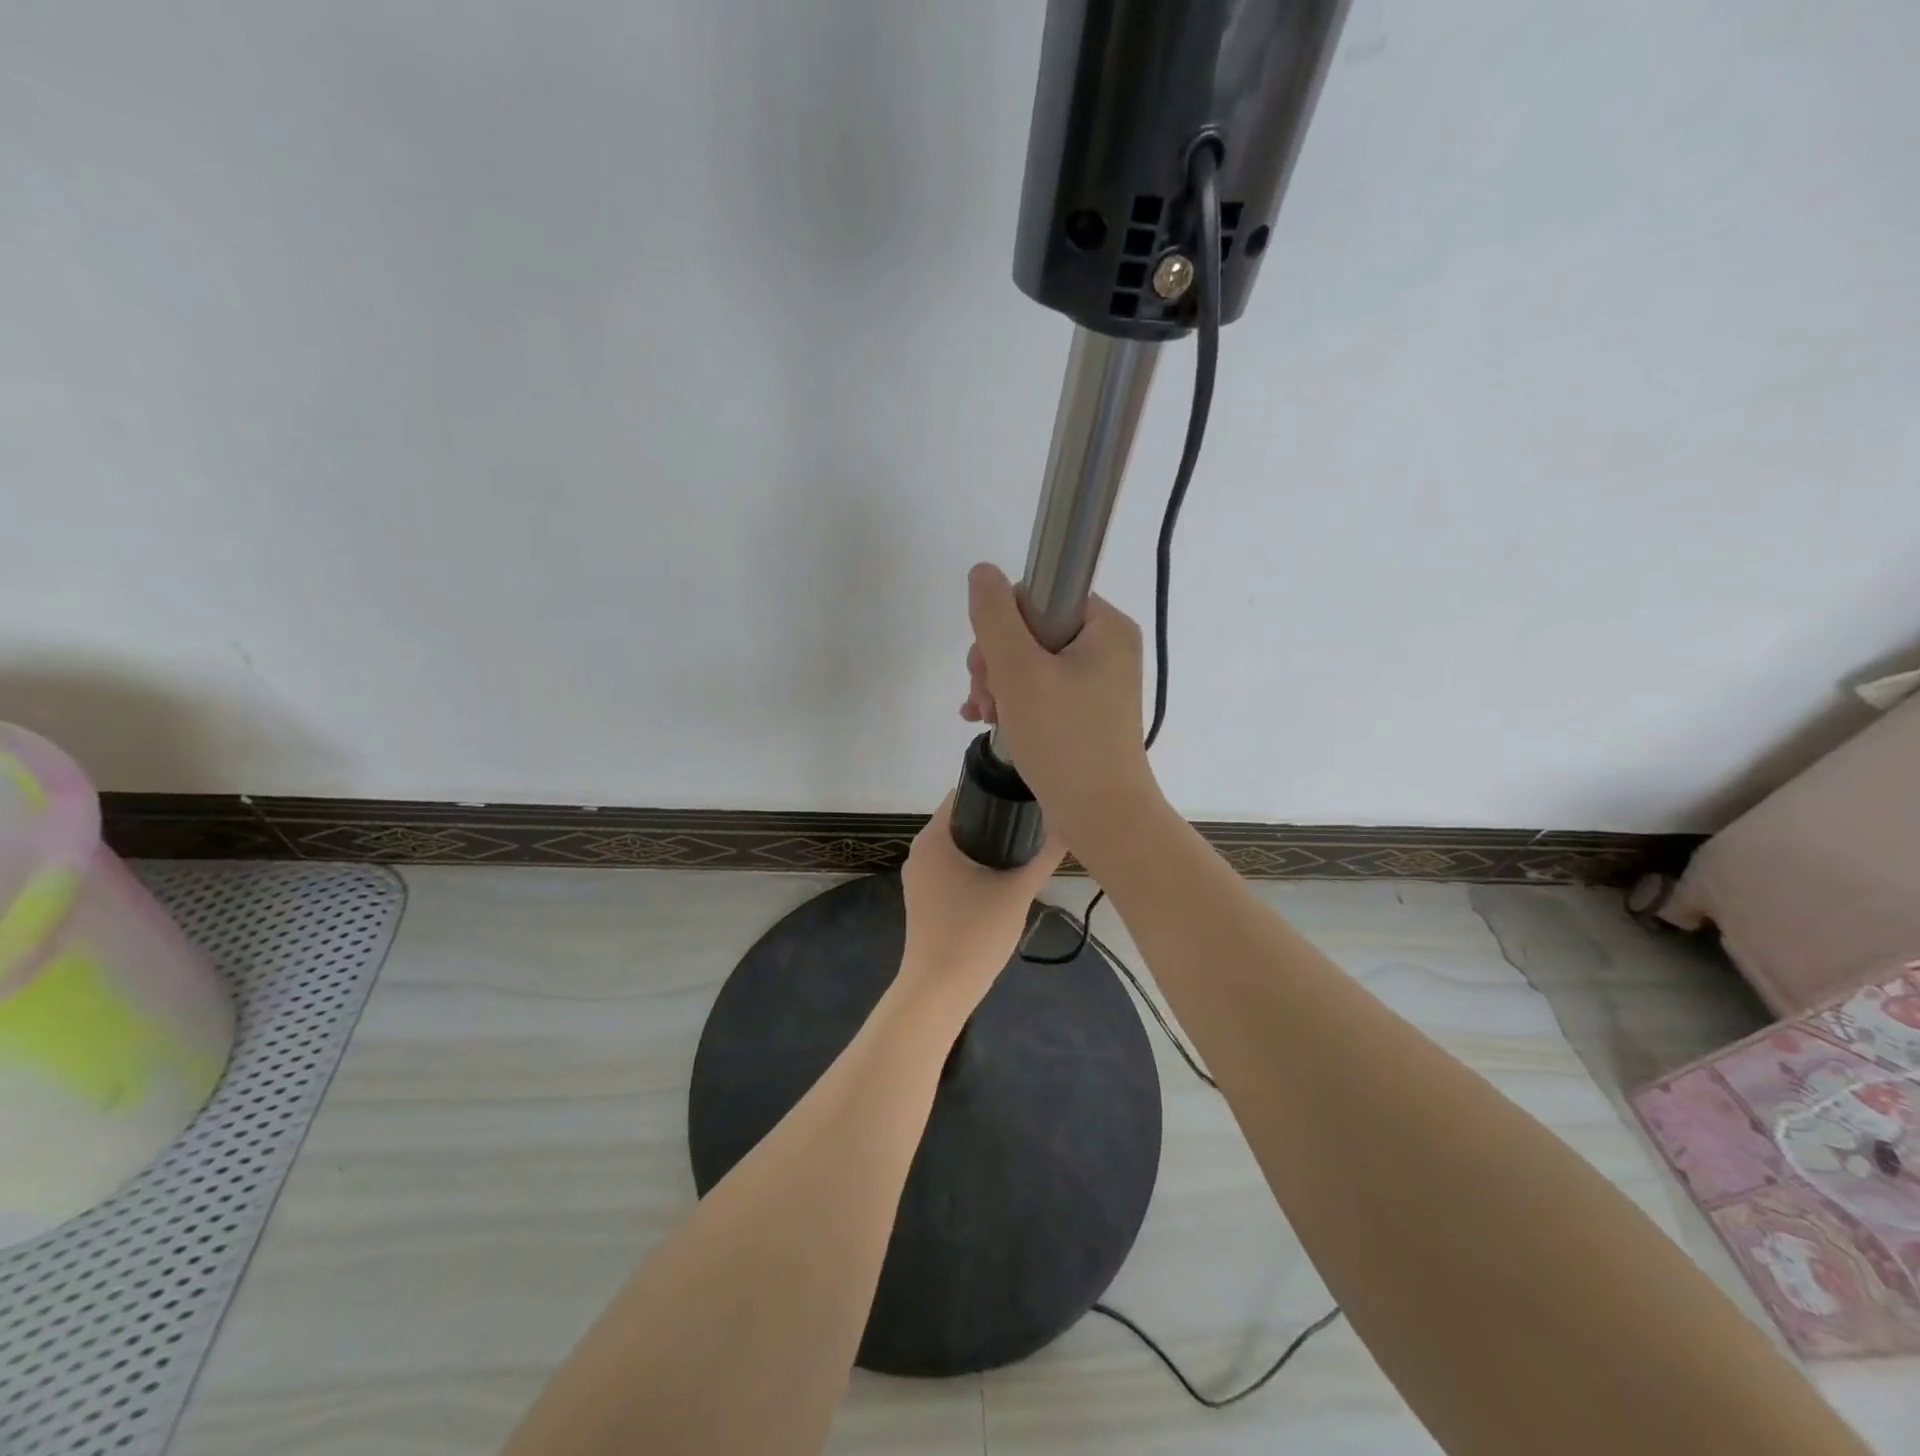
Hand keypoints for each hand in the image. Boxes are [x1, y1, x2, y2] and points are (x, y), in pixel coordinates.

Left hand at [897, 793, 1063, 1012]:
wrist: (938, 990)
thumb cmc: (974, 933)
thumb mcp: (1017, 891)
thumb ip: (1043, 857)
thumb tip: (1067, 828)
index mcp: (934, 838)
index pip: (963, 795)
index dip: (995, 792)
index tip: (1025, 796)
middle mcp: (920, 851)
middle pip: (961, 820)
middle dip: (995, 819)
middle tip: (1033, 822)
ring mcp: (919, 877)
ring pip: (957, 847)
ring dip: (986, 845)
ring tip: (1024, 847)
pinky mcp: (923, 898)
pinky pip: (951, 868)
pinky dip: (974, 866)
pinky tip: (1002, 877)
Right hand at [959, 562, 1160, 853]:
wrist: (1101, 817)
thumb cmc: (1064, 739)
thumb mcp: (1019, 671)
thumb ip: (994, 616)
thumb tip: (982, 572)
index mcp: (1105, 626)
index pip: (1038, 596)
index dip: (1002, 625)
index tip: (989, 665)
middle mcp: (1106, 648)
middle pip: (1029, 630)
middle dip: (996, 662)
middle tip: (987, 699)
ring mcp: (1097, 683)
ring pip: (1028, 662)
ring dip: (998, 685)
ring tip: (986, 716)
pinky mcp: (1085, 713)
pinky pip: (1039, 690)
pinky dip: (1012, 702)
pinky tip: (988, 721)